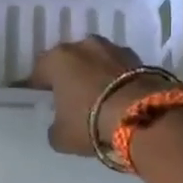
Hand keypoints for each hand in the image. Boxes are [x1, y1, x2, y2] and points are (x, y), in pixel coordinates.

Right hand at [27, 36, 170, 156]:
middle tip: (70, 98)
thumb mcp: (61, 136)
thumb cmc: (91, 122)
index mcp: (58, 59)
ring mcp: (113, 49)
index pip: (39, 71)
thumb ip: (54, 128)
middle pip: (70, 60)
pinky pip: (118, 69)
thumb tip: (59, 125)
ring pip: (96, 61)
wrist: (144, 117)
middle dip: (69, 76)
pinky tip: (118, 98)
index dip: (38, 87)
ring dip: (94, 75)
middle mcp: (83, 46)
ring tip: (98, 98)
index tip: (40, 101)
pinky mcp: (139, 58)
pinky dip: (116, 80)